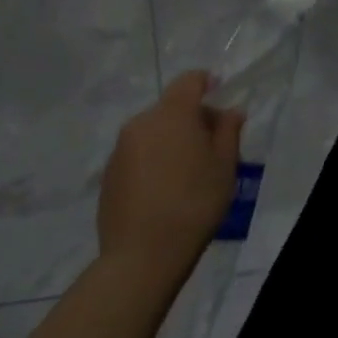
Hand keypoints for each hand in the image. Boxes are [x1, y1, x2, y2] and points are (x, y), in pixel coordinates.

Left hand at [98, 72, 242, 277]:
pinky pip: (136, 155)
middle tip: (210, 146)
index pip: (189, 81)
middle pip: (170, 108)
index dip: (206, 83)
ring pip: (152, 131)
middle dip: (191, 118)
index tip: (219, 95)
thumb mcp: (225, 166)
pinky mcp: (107, 175)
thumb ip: (228, 131)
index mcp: (172, 114)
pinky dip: (152, 160)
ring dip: (170, 140)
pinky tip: (163, 190)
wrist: (142, 256)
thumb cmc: (194, 203)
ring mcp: (120, 149)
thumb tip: (230, 111)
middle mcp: (141, 122)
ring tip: (186, 173)